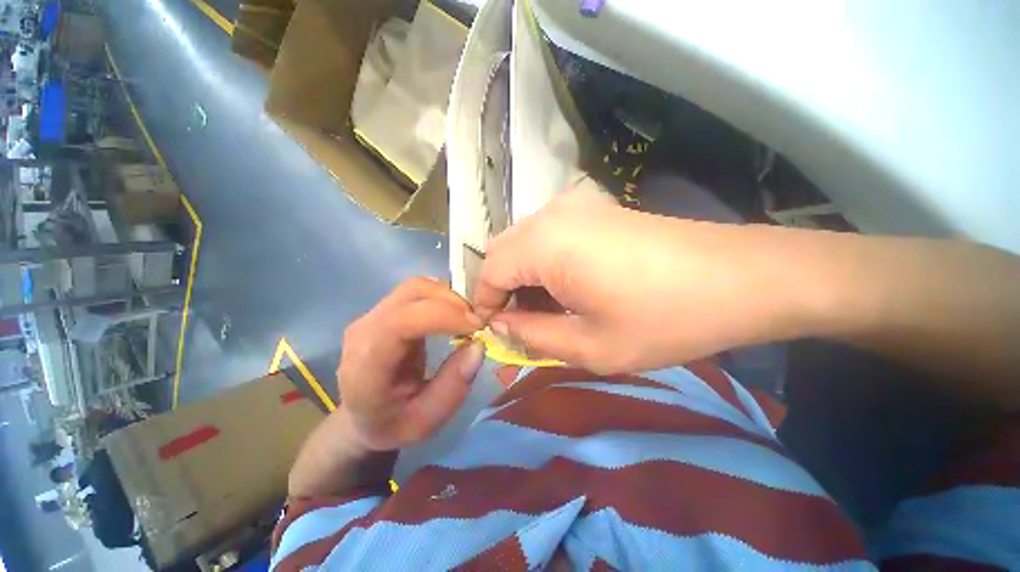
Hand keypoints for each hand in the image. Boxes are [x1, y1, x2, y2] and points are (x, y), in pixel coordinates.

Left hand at [337, 278, 485, 451]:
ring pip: (416, 286)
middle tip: (476, 323)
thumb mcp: (427, 421)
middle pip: (411, 293)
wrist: (362, 418)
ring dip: (449, 297)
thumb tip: (479, 345)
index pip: (400, 322)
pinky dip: (441, 297)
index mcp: (366, 364)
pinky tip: (453, 315)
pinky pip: (417, 292)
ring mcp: (371, 315)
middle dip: (452, 302)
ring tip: (467, 319)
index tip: (476, 327)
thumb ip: (453, 386)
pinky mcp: (383, 310)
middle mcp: (364, 330)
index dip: (442, 316)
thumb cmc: (393, 424)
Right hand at [473, 188, 809, 373]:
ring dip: (523, 276)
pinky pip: (548, 235)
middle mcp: (551, 214)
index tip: (494, 331)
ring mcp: (575, 206)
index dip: (485, 303)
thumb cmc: (663, 319)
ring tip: (545, 311)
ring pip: (524, 242)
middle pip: (503, 251)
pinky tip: (567, 287)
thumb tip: (501, 324)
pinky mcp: (594, 209)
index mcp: (544, 244)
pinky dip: (543, 262)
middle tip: (520, 324)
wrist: (739, 278)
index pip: (489, 271)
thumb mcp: (588, 345)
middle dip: (502, 289)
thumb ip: (531, 335)